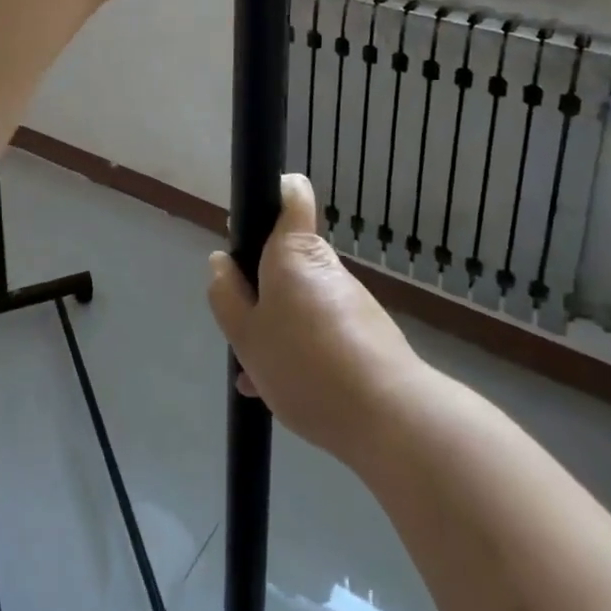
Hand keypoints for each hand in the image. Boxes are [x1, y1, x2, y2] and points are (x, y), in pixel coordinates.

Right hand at [207, 174, 419, 463]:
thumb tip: (220, 262)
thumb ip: (227, 297)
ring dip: (281, 324)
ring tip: (260, 375)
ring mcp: (349, 297)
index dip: (271, 195)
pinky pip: (323, 327)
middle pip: (288, 257)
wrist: (389, 417)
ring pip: (302, 297)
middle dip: (262, 286)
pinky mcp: (367, 330)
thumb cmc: (306, 364)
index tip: (249, 227)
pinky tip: (286, 391)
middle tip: (243, 328)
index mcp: (292, 251)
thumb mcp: (247, 337)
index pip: (291, 193)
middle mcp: (324, 263)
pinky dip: (304, 348)